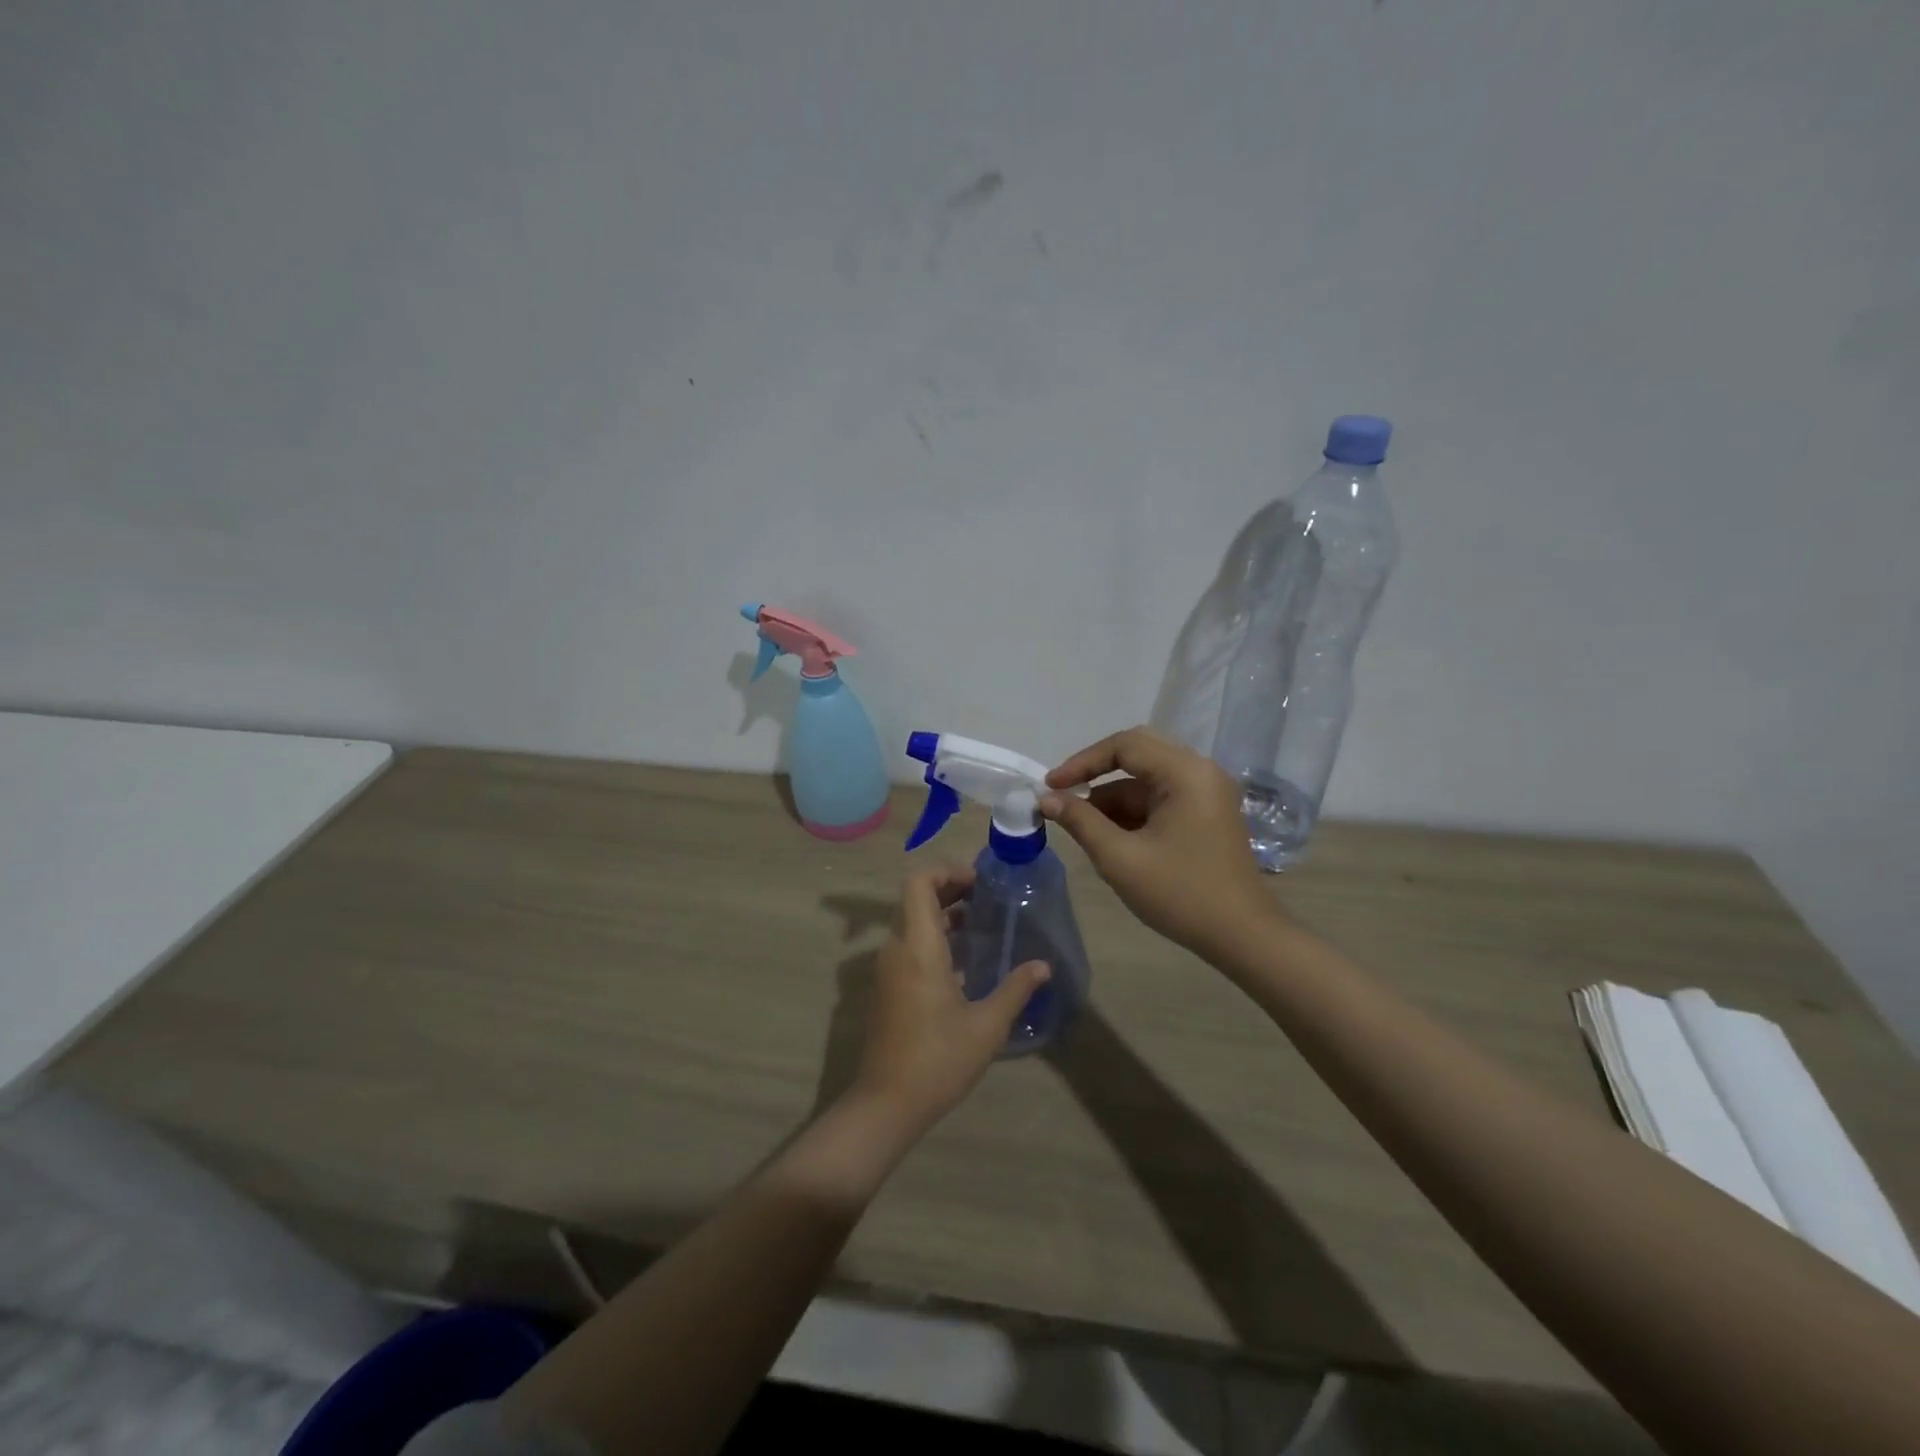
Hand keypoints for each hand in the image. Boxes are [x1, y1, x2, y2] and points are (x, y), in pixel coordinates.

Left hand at [849, 866, 1050, 1132]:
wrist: (886, 1103)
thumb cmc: (938, 1060)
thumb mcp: (987, 1026)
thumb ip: (1015, 989)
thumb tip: (1043, 966)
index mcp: (918, 947)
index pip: (918, 882)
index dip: (946, 871)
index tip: (979, 882)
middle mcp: (897, 948)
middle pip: (915, 897)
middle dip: (950, 889)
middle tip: (987, 899)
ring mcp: (888, 968)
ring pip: (911, 921)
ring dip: (943, 914)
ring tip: (982, 924)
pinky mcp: (888, 986)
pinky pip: (909, 944)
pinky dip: (934, 937)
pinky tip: (965, 960)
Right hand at [1041, 726, 1279, 959]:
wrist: (1242, 937)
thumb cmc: (1180, 894)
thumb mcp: (1120, 858)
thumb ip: (1080, 821)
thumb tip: (1046, 798)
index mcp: (1186, 773)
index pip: (1124, 746)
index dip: (1082, 762)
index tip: (1050, 786)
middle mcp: (1200, 771)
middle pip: (1137, 753)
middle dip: (1096, 774)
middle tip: (1062, 795)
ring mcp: (1207, 792)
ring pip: (1147, 779)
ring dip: (1112, 798)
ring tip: (1081, 827)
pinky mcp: (1207, 813)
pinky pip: (1161, 798)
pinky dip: (1132, 812)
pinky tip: (1110, 837)